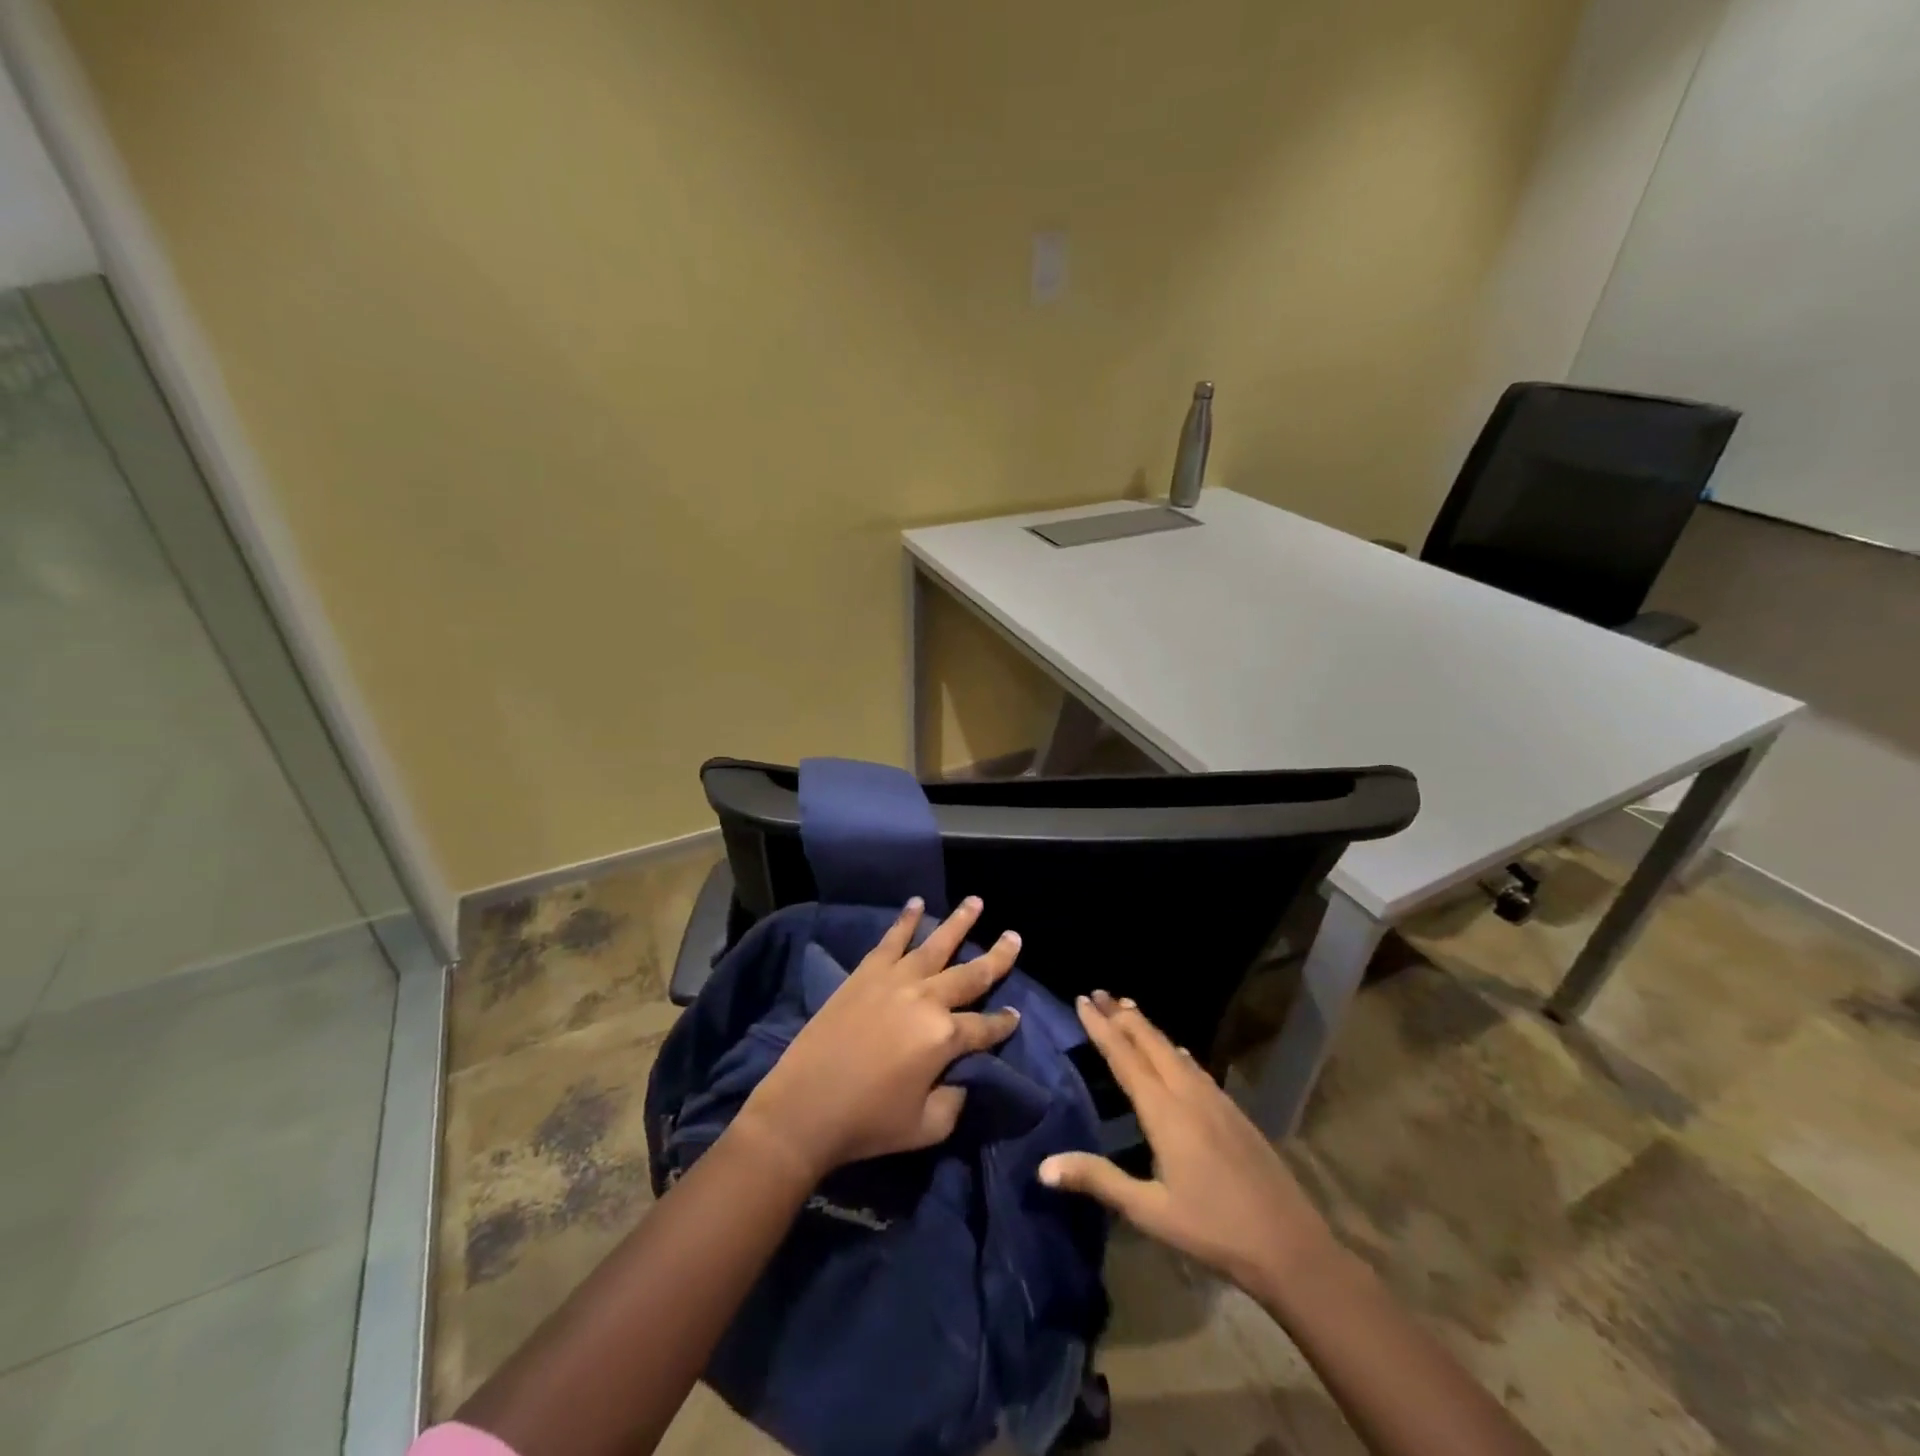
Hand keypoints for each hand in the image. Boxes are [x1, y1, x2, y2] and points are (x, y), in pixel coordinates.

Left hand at [735, 896, 1021, 1182]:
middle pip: (971, 974)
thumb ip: (955, 1101)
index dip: (1003, 1023)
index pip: (986, 1026)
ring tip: (976, 901)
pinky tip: (916, 903)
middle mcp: (926, 999)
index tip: (1015, 1015)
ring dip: (959, 922)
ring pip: (936, 944)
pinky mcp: (865, 974)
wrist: (804, 1107)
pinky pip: (891, 940)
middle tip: (1014, 938)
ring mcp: (895, 981)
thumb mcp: (926, 1127)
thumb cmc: (867, 1123)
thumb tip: (961, 1078)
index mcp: (945, 1037)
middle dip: (997, 957)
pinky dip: (905, 920)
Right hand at [1039, 991, 1332, 1296]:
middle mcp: (1189, 1093)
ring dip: (1147, 1027)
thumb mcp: (1149, 1211)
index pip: (1125, 1056)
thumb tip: (1043, 1167)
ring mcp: (1215, 1099)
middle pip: (1150, 1042)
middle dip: (1122, 1015)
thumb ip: (1098, 1180)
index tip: (1082, 1000)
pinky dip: (1172, 1048)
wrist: (1290, 1246)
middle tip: (1097, 992)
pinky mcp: (1232, 1111)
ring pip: (1173, 1049)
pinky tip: (1175, 1053)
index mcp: (1165, 1111)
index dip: (1101, 1027)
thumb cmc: (1213, 1229)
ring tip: (1128, 1009)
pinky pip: (1193, 1065)